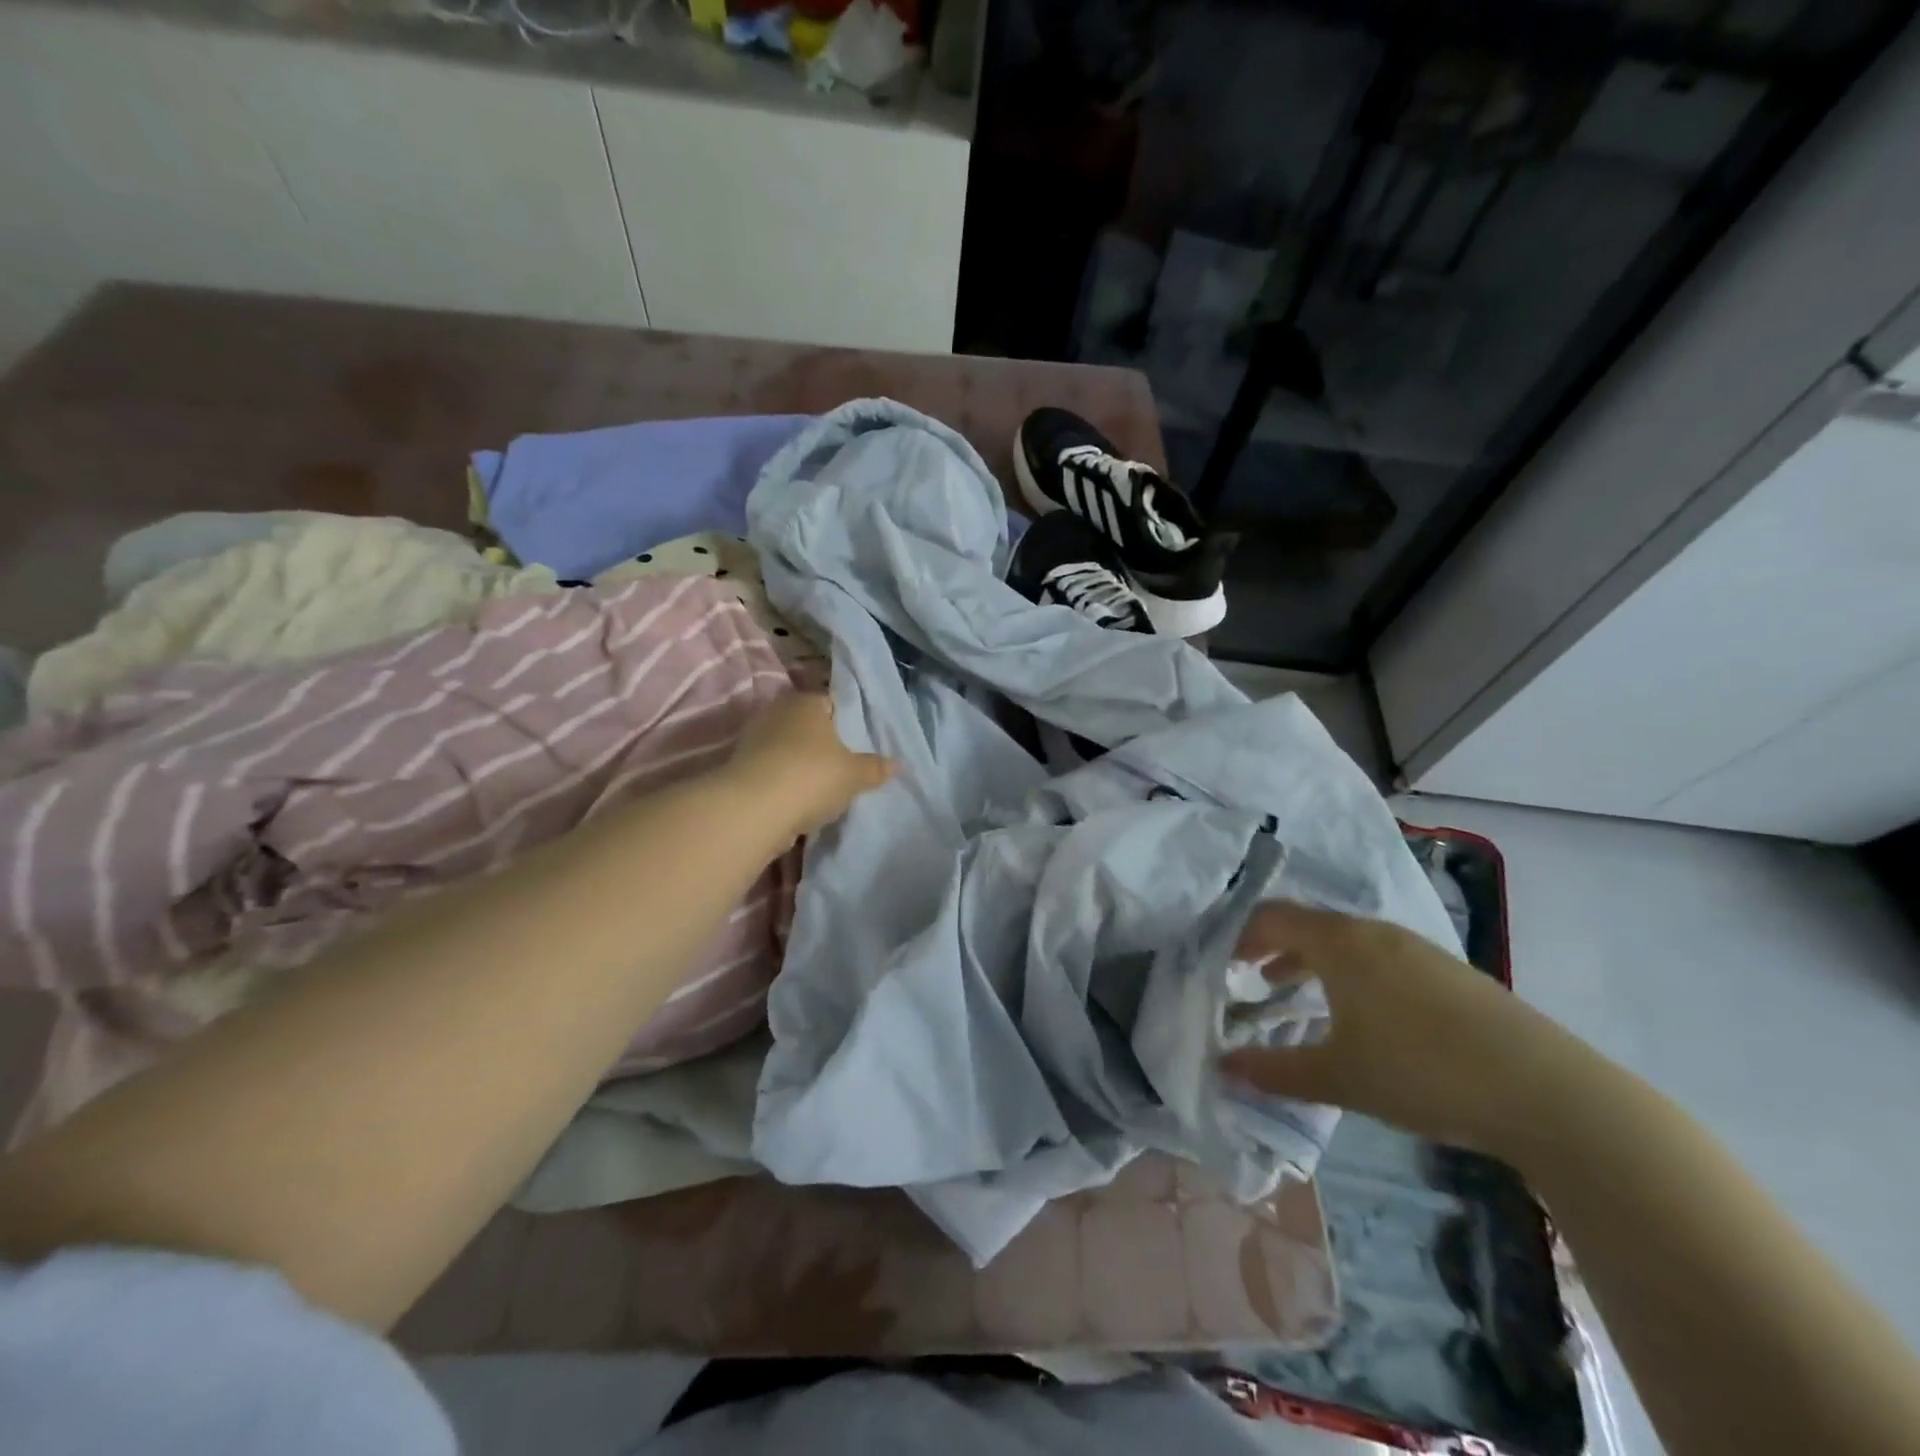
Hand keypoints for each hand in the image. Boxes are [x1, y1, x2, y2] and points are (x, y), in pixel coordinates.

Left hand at [725, 692, 894, 839]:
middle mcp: (778, 711)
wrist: (752, 811)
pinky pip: (773, 769)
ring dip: (802, 763)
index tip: (861, 741)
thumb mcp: (855, 775)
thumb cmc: (811, 777)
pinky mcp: (740, 766)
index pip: (833, 701)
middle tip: (846, 764)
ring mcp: (754, 738)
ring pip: (788, 747)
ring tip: (824, 786)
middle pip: (809, 724)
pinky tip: (800, 799)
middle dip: (824, 742)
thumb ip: (876, 767)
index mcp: (807, 701)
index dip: (849, 720)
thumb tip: (897, 764)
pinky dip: (785, 780)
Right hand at [1219, 902, 1567, 1156]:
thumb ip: (1274, 1071)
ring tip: (1290, 992)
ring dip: (1310, 960)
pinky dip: (1349, 972)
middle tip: (1245, 975)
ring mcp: (1417, 948)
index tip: (1219, 961)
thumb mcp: (1338, 1077)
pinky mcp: (1449, 971)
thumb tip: (1223, 1068)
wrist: (1547, 1092)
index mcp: (1340, 942)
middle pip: (1308, 924)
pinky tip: (1359, 1014)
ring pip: (1346, 941)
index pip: (1273, 917)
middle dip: (1272, 947)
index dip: (1240, 935)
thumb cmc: (1422, 1072)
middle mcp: (1375, 931)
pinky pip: (1379, 957)